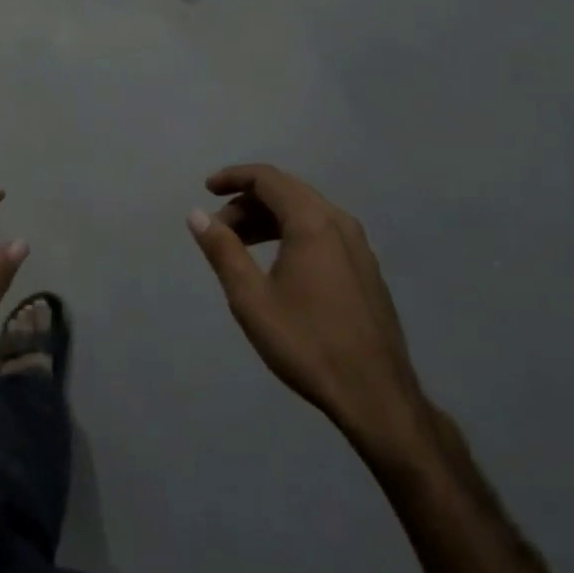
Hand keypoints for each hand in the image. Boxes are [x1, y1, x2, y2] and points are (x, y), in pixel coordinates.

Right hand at [188, 164, 429, 458]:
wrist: (376, 395)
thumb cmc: (307, 343)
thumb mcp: (251, 298)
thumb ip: (223, 250)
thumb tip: (197, 214)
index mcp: (312, 222)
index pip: (267, 178)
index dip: (233, 177)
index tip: (207, 189)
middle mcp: (339, 223)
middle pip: (287, 191)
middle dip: (247, 201)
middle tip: (218, 228)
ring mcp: (358, 246)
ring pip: (306, 211)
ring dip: (269, 218)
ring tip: (240, 246)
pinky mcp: (366, 268)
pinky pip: (322, 231)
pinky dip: (292, 232)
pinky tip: (276, 263)